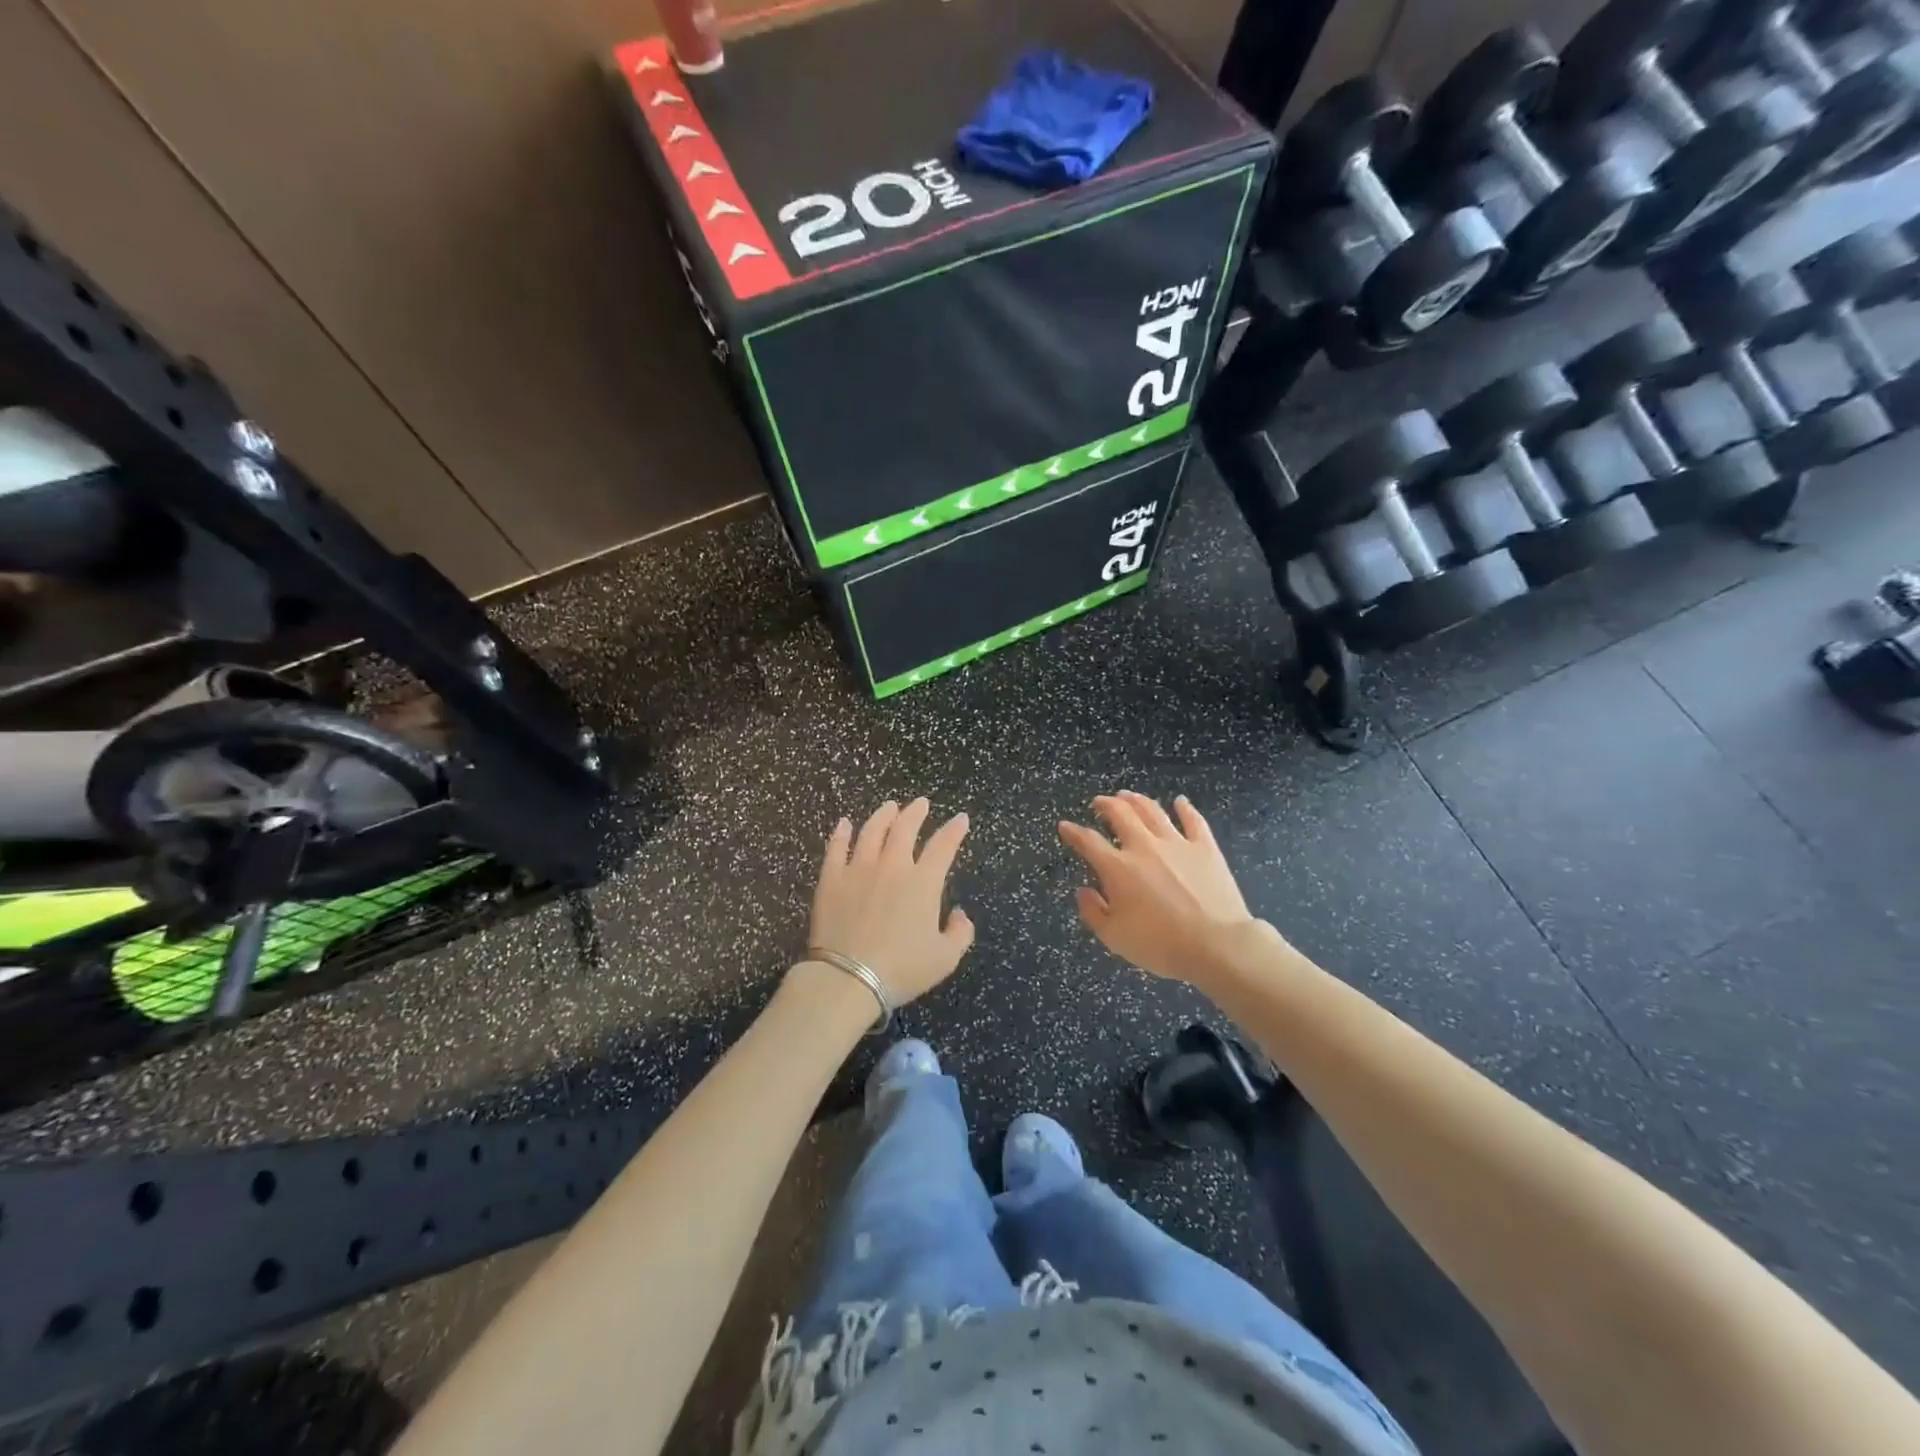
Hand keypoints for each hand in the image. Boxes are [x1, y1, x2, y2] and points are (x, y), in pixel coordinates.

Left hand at [805, 798, 975, 1005]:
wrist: (848, 977)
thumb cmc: (901, 969)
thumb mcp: (945, 958)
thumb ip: (960, 933)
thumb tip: (959, 914)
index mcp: (923, 882)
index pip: (943, 846)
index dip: (954, 830)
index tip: (961, 819)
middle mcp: (892, 866)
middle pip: (905, 829)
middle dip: (916, 812)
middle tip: (920, 803)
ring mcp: (858, 869)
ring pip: (872, 831)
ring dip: (883, 816)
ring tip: (889, 807)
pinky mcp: (831, 880)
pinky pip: (836, 849)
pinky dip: (841, 834)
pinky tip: (844, 824)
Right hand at [1059, 791, 1256, 985]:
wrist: (1216, 945)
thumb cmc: (1161, 945)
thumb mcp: (1114, 937)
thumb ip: (1093, 912)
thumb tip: (1083, 891)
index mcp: (1118, 868)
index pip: (1088, 842)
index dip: (1073, 832)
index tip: (1065, 826)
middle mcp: (1144, 847)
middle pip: (1121, 814)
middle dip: (1106, 804)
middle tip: (1099, 802)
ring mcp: (1177, 844)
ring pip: (1152, 811)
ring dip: (1136, 800)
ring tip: (1128, 795)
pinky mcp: (1205, 848)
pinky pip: (1193, 821)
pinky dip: (1184, 808)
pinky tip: (1179, 801)